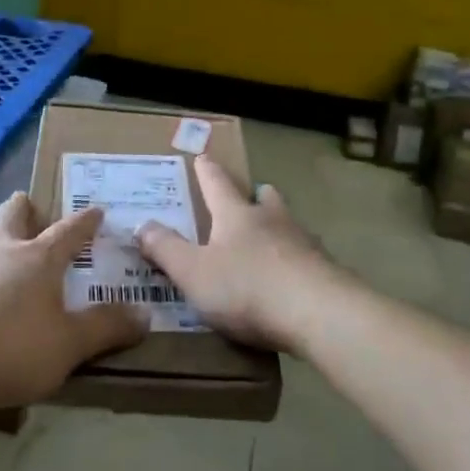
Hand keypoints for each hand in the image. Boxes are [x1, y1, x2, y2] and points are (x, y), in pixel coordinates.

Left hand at [0, 193, 147, 409]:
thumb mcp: (68, 344)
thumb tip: (145, 313)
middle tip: (29, 203)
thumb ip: (105, 329)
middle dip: (24, 210)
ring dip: (2, 246)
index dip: (85, 222)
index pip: (68, 232)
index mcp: (38, 259)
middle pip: (12, 219)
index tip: (96, 209)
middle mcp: (2, 254)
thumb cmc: (9, 344)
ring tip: (9, 259)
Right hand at [136, 157, 332, 355]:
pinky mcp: (327, 272)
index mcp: (236, 215)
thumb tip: (143, 225)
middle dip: (256, 195)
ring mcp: (305, 244)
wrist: (320, 314)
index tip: (203, 156)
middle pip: (264, 199)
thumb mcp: (193, 272)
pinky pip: (308, 258)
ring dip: (280, 226)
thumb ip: (166, 249)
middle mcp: (272, 221)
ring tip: (274, 235)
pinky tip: (294, 276)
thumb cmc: (247, 288)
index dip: (207, 171)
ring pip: (290, 225)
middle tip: (254, 194)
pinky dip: (297, 260)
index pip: (217, 184)